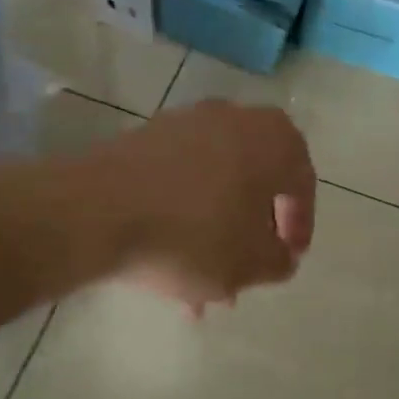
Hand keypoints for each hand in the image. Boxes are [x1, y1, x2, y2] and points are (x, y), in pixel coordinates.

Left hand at [104, 100, 315, 312]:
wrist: (96, 209)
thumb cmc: (193, 235)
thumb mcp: (251, 264)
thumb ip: (279, 261)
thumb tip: (280, 254)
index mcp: (275, 140)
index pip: (302, 184)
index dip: (298, 227)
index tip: (285, 260)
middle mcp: (235, 118)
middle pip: (256, 181)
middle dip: (251, 231)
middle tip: (244, 269)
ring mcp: (186, 122)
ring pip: (215, 183)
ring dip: (215, 228)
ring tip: (199, 280)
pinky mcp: (145, 136)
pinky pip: (180, 179)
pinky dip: (182, 214)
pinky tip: (167, 256)